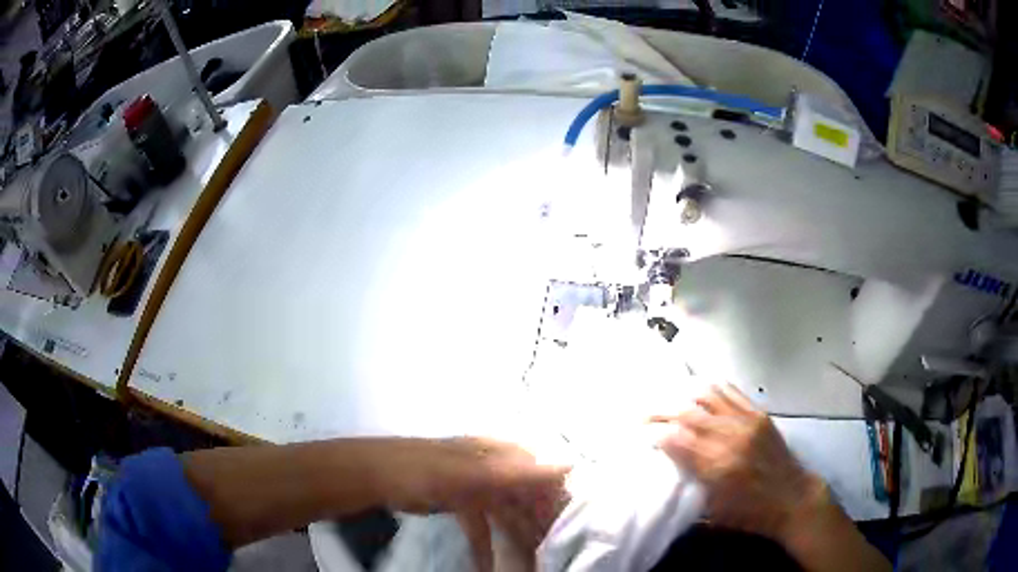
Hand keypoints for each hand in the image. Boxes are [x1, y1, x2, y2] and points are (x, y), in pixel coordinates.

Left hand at [379, 438, 568, 570]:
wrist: (375, 474)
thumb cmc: (424, 470)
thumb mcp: (471, 473)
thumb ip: (519, 473)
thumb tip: (570, 465)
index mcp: (498, 453)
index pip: (541, 473)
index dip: (557, 497)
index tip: (569, 524)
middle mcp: (491, 467)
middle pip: (524, 496)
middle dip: (537, 522)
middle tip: (551, 547)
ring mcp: (474, 485)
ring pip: (505, 513)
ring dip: (515, 536)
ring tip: (530, 560)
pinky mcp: (459, 502)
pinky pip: (481, 525)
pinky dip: (485, 544)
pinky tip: (488, 565)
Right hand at [651, 385, 825, 545]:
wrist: (793, 498)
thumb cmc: (750, 514)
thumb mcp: (712, 513)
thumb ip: (689, 489)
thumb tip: (665, 471)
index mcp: (717, 466)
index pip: (677, 439)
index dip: (654, 434)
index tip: (640, 435)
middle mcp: (730, 437)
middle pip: (687, 413)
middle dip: (660, 411)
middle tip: (642, 415)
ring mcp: (746, 421)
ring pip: (707, 396)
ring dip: (682, 395)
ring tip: (666, 400)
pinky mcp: (758, 415)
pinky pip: (730, 392)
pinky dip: (710, 388)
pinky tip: (696, 390)